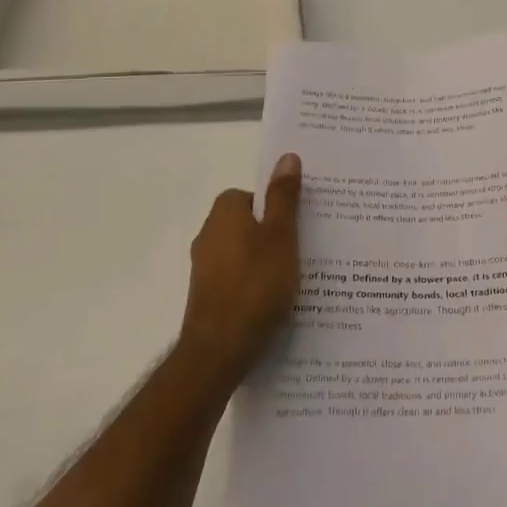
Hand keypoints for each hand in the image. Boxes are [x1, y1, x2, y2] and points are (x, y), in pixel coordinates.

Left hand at [178, 154, 301, 384]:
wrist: (219, 350)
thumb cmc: (255, 285)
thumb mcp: (281, 236)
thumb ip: (284, 197)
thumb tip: (286, 157)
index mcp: (224, 214)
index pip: (249, 195)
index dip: (274, 206)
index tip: (296, 223)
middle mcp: (208, 236)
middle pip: (246, 223)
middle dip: (271, 233)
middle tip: (301, 249)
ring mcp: (204, 269)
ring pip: (242, 253)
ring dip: (264, 260)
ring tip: (293, 278)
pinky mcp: (207, 297)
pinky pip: (236, 278)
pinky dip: (254, 284)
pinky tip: (273, 302)